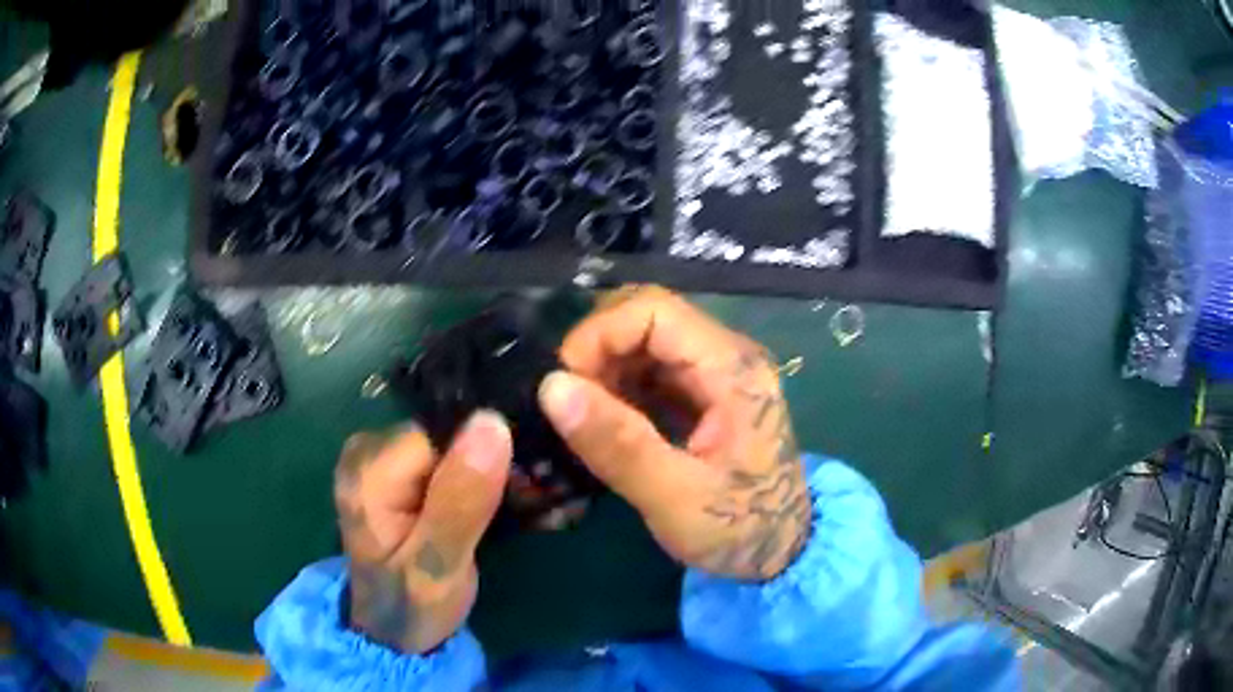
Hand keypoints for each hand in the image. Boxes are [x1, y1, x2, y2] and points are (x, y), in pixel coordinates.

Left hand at [334, 412, 511, 652]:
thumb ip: (460, 501)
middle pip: (446, 432)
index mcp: (368, 472)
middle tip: (529, 498)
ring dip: (488, 469)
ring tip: (519, 503)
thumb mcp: (439, 565)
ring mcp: (379, 456)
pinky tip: (497, 498)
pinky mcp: (396, 467)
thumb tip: (492, 424)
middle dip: (492, 460)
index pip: (441, 432)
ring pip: (451, 441)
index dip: (485, 452)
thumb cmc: (412, 605)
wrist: (391, 629)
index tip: (522, 484)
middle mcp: (367, 450)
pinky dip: (475, 475)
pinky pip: (445, 455)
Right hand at [538, 286, 810, 581]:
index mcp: (732, 370)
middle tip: (568, 404)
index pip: (655, 311)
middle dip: (598, 353)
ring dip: (605, 372)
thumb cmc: (737, 529)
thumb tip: (551, 387)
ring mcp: (717, 375)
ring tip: (582, 419)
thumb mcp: (673, 496)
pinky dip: (620, 390)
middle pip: (648, 321)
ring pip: (646, 345)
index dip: (599, 334)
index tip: (563, 382)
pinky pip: (653, 373)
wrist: (780, 551)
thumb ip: (616, 443)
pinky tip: (605, 424)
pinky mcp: (705, 396)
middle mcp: (727, 358)